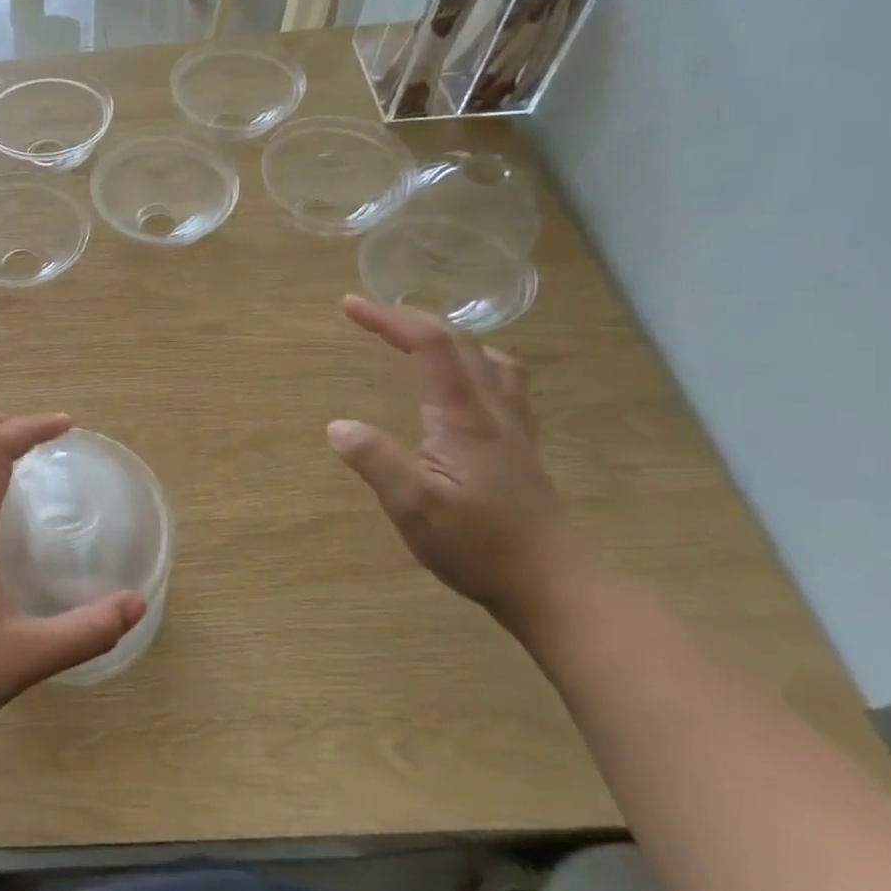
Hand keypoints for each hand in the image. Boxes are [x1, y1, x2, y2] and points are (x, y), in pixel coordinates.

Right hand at [327, 296, 586, 627]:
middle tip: (370, 321)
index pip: (430, 346)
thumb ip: (375, 460)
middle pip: (460, 344)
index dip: (389, 319)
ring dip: (450, 343)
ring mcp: (512, 429)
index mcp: (465, 416)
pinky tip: (461, 394)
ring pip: (490, 362)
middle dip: (411, 322)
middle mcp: (493, 410)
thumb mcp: (414, 505)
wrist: (552, 584)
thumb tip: (338, 425)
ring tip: (418, 348)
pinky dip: (473, 369)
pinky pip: (500, 387)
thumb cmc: (479, 544)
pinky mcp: (518, 450)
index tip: (349, 306)